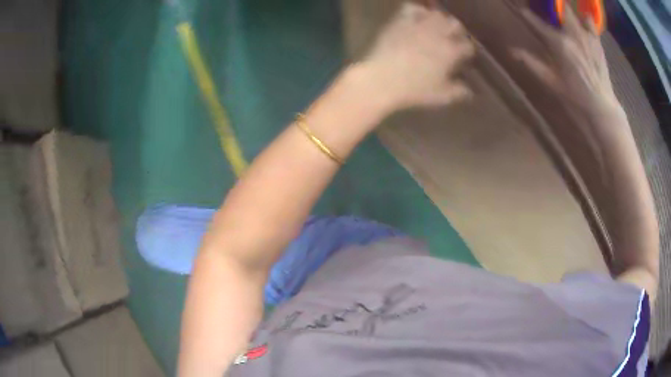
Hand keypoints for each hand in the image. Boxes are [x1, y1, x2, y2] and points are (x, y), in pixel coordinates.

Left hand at [360, 2, 475, 109]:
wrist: (383, 79)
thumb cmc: (414, 89)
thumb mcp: (441, 96)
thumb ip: (458, 92)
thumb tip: (468, 91)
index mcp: (451, 52)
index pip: (467, 45)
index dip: (467, 49)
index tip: (464, 54)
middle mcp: (438, 34)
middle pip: (455, 24)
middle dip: (456, 30)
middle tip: (452, 38)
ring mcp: (419, 25)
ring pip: (437, 14)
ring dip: (439, 19)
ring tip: (436, 26)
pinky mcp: (401, 21)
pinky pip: (413, 8)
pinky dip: (418, 11)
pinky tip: (417, 18)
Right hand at [513, 7, 622, 117]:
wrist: (601, 105)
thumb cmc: (575, 95)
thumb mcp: (551, 81)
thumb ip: (531, 63)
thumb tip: (511, 51)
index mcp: (558, 44)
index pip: (537, 22)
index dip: (527, 14)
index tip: (521, 8)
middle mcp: (571, 34)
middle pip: (557, 8)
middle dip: (549, 5)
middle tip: (545, 6)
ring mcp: (585, 35)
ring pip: (571, 11)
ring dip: (564, 9)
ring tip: (560, 11)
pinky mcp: (596, 40)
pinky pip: (589, 21)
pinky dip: (583, 17)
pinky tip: (580, 19)